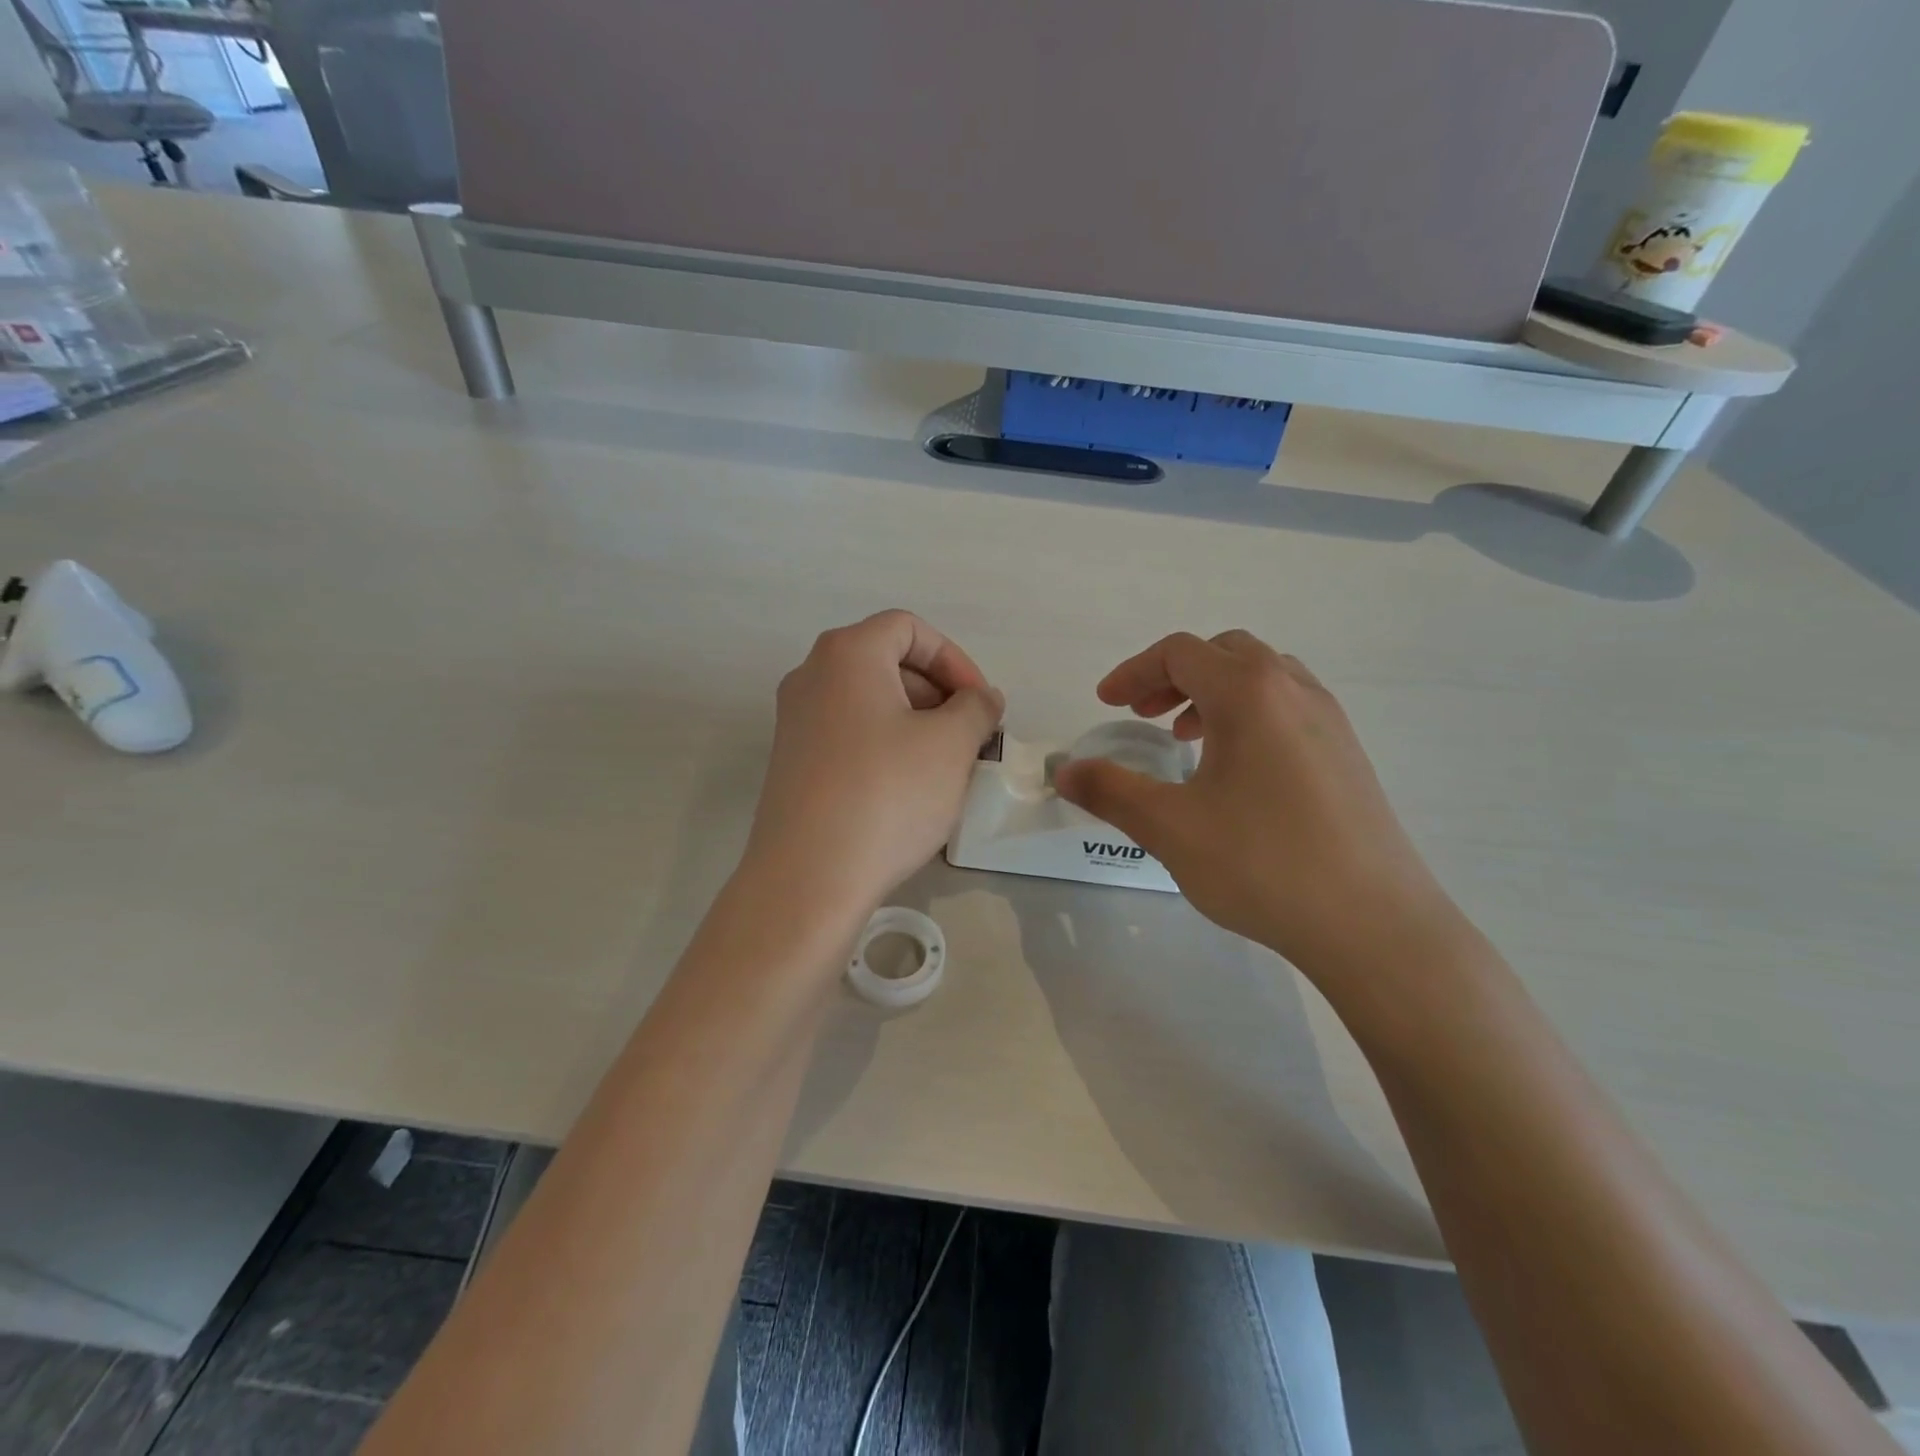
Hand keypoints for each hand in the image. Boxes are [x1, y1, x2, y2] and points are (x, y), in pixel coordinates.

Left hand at [745, 610, 1003, 911]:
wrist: (809, 877)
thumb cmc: (887, 794)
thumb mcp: (950, 745)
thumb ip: (976, 707)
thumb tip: (982, 697)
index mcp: (846, 654)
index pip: (909, 628)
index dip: (954, 659)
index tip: (979, 704)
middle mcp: (811, 676)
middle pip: (886, 661)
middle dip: (937, 692)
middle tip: (968, 736)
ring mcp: (795, 720)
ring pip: (869, 701)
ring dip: (915, 721)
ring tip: (944, 765)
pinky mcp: (792, 762)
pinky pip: (849, 734)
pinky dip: (885, 744)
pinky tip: (907, 788)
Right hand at [1053, 631, 1459, 977]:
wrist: (1374, 924)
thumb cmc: (1262, 864)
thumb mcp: (1170, 828)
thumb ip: (1110, 791)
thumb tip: (1064, 771)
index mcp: (1249, 693)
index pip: (1180, 653)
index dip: (1134, 672)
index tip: (1106, 705)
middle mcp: (1294, 691)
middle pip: (1224, 652)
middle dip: (1173, 676)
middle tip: (1144, 716)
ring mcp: (1330, 721)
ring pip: (1262, 676)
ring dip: (1214, 692)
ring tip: (1186, 739)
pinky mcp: (1348, 755)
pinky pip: (1289, 707)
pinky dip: (1250, 714)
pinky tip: (1238, 771)